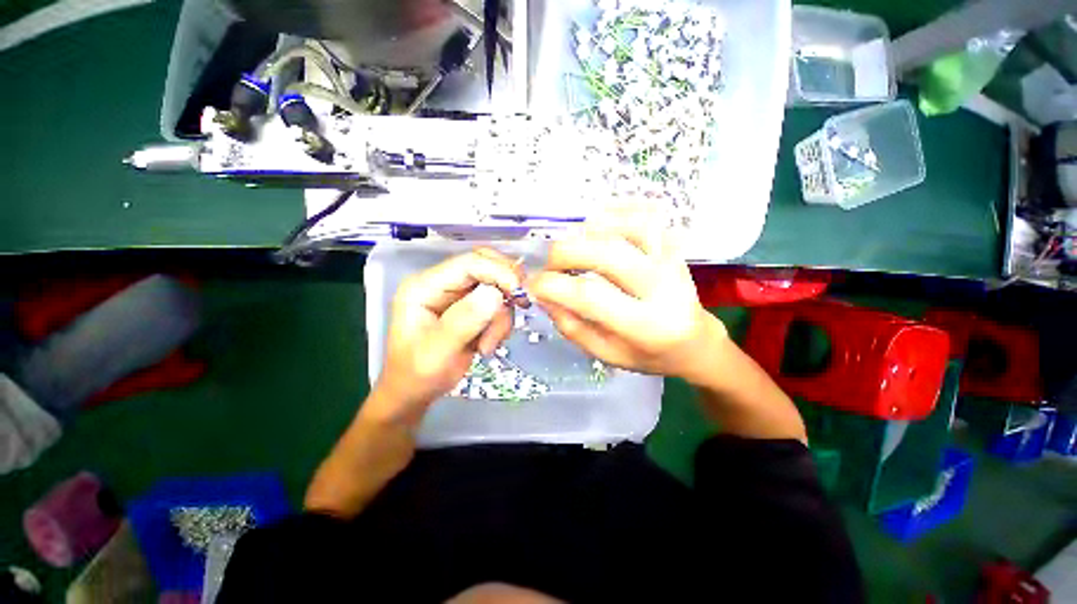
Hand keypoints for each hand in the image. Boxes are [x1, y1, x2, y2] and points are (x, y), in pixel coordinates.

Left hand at [373, 249, 522, 423]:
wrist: (414, 393)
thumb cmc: (417, 376)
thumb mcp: (437, 352)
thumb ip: (464, 321)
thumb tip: (496, 294)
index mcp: (424, 286)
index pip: (469, 263)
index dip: (498, 272)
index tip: (520, 295)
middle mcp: (441, 284)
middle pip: (486, 266)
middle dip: (505, 289)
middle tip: (518, 308)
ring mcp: (456, 295)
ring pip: (496, 287)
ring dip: (501, 316)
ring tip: (488, 345)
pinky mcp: (469, 307)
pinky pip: (497, 304)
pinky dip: (500, 323)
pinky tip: (487, 344)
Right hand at [528, 211, 726, 382]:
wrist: (694, 341)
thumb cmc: (649, 354)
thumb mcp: (607, 355)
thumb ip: (573, 327)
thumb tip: (544, 296)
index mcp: (646, 325)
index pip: (591, 296)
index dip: (553, 285)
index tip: (533, 284)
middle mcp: (663, 287)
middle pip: (609, 254)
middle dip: (566, 253)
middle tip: (549, 263)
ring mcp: (671, 260)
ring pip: (629, 227)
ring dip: (589, 230)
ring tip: (571, 244)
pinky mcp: (674, 245)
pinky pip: (646, 215)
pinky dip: (616, 212)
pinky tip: (596, 224)